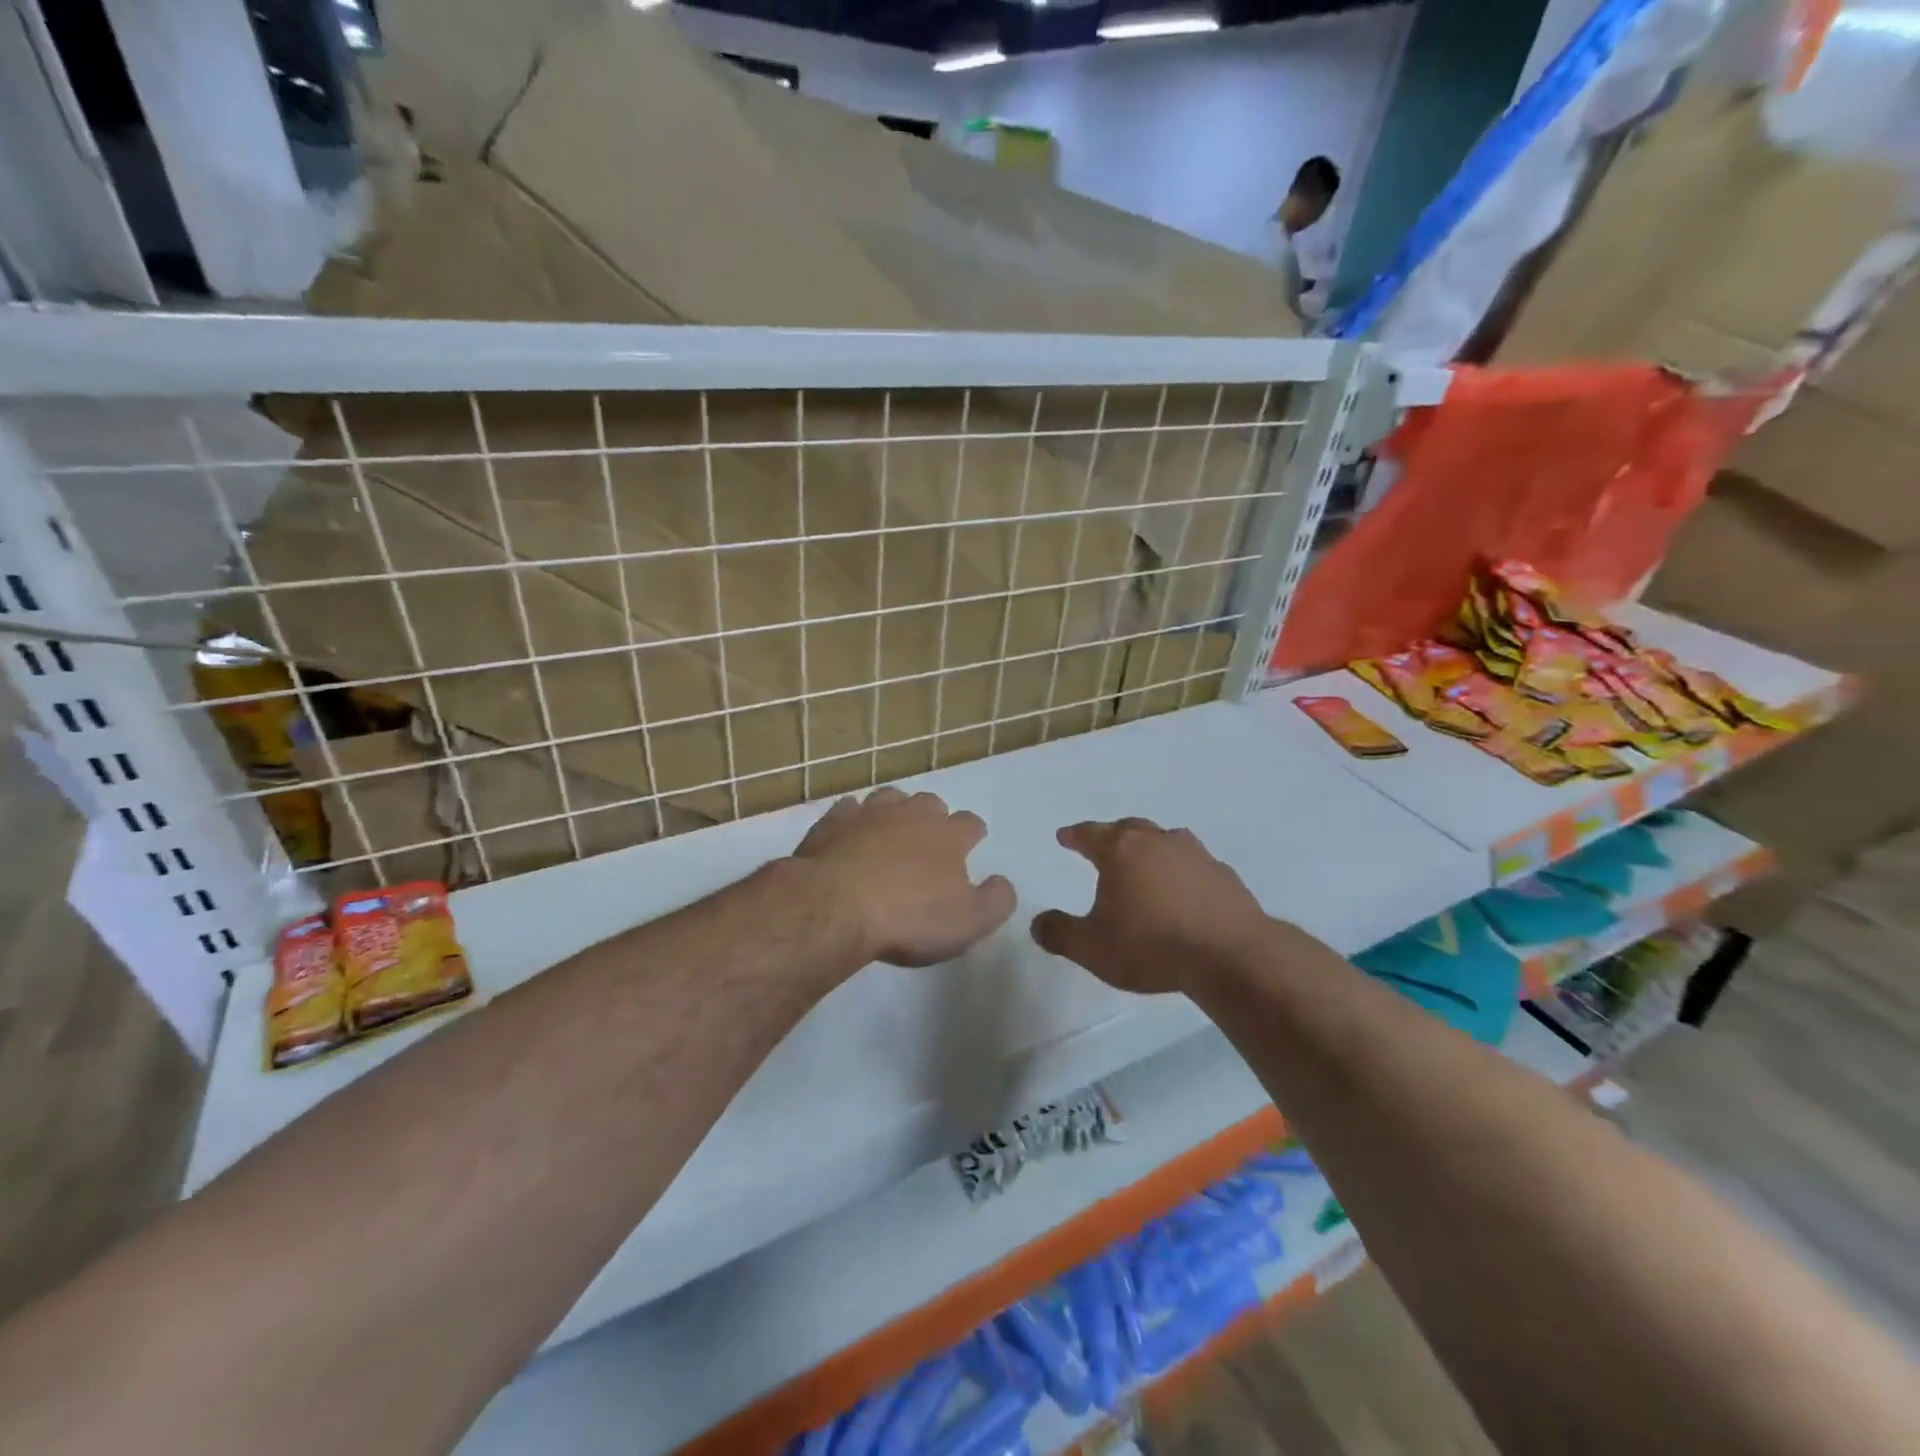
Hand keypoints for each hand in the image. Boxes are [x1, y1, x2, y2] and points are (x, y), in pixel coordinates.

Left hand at [793, 788, 1015, 967]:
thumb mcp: (969, 922)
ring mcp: (869, 813)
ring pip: (890, 798)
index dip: (972, 835)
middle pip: (930, 803)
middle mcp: (911, 814)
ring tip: (890, 833)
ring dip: (894, 812)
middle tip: (927, 844)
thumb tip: (1002, 882)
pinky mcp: (833, 822)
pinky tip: (850, 835)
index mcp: (948, 835)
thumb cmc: (908, 917)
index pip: (971, 823)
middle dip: (933, 818)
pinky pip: (849, 810)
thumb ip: (996, 900)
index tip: (970, 846)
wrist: (835, 906)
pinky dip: (854, 819)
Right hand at [1031, 819, 1267, 994]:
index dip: (1074, 835)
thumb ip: (1060, 933)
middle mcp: (1157, 842)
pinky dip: (1182, 871)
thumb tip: (1037, 922)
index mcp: (1121, 851)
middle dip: (1112, 835)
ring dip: (1151, 849)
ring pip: (1166, 840)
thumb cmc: (1152, 945)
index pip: (1090, 833)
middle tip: (1103, 846)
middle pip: (1129, 828)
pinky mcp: (1224, 875)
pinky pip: (1194, 865)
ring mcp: (1195, 855)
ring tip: (1145, 864)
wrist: (1231, 955)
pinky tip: (1184, 891)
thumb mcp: (1092, 948)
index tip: (1065, 836)